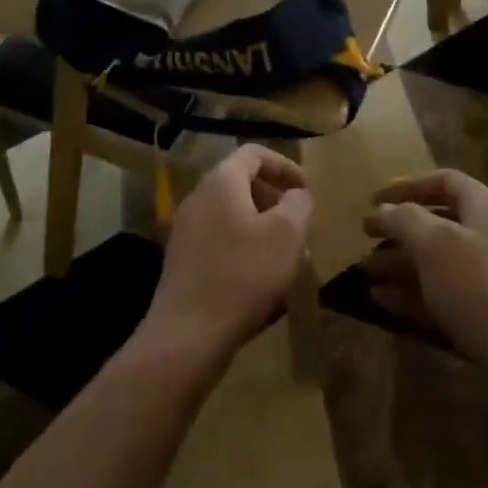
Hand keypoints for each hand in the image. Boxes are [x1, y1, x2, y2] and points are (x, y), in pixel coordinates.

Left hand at [142, 145, 313, 361]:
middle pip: (240, 181)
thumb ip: (298, 204)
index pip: (253, 153)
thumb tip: (297, 194)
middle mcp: (198, 197)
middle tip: (297, 221)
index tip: (306, 190)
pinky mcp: (182, 259)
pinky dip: (242, 244)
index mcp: (221, 182)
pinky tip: (258, 275)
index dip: (284, 165)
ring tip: (282, 251)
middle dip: (273, 196)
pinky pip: (218, 237)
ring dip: (259, 223)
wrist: (188, 335)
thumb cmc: (243, 275)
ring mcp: (185, 229)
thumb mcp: (286, 235)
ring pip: (230, 212)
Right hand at [364, 170, 487, 371]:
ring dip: (399, 265)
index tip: (373, 200)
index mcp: (485, 208)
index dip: (407, 186)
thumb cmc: (480, 287)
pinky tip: (382, 301)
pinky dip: (412, 294)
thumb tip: (384, 209)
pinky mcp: (486, 315)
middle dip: (399, 231)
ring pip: (437, 262)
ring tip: (365, 275)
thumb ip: (405, 220)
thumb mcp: (435, 244)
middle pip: (438, 223)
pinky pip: (442, 295)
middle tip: (364, 240)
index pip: (444, 181)